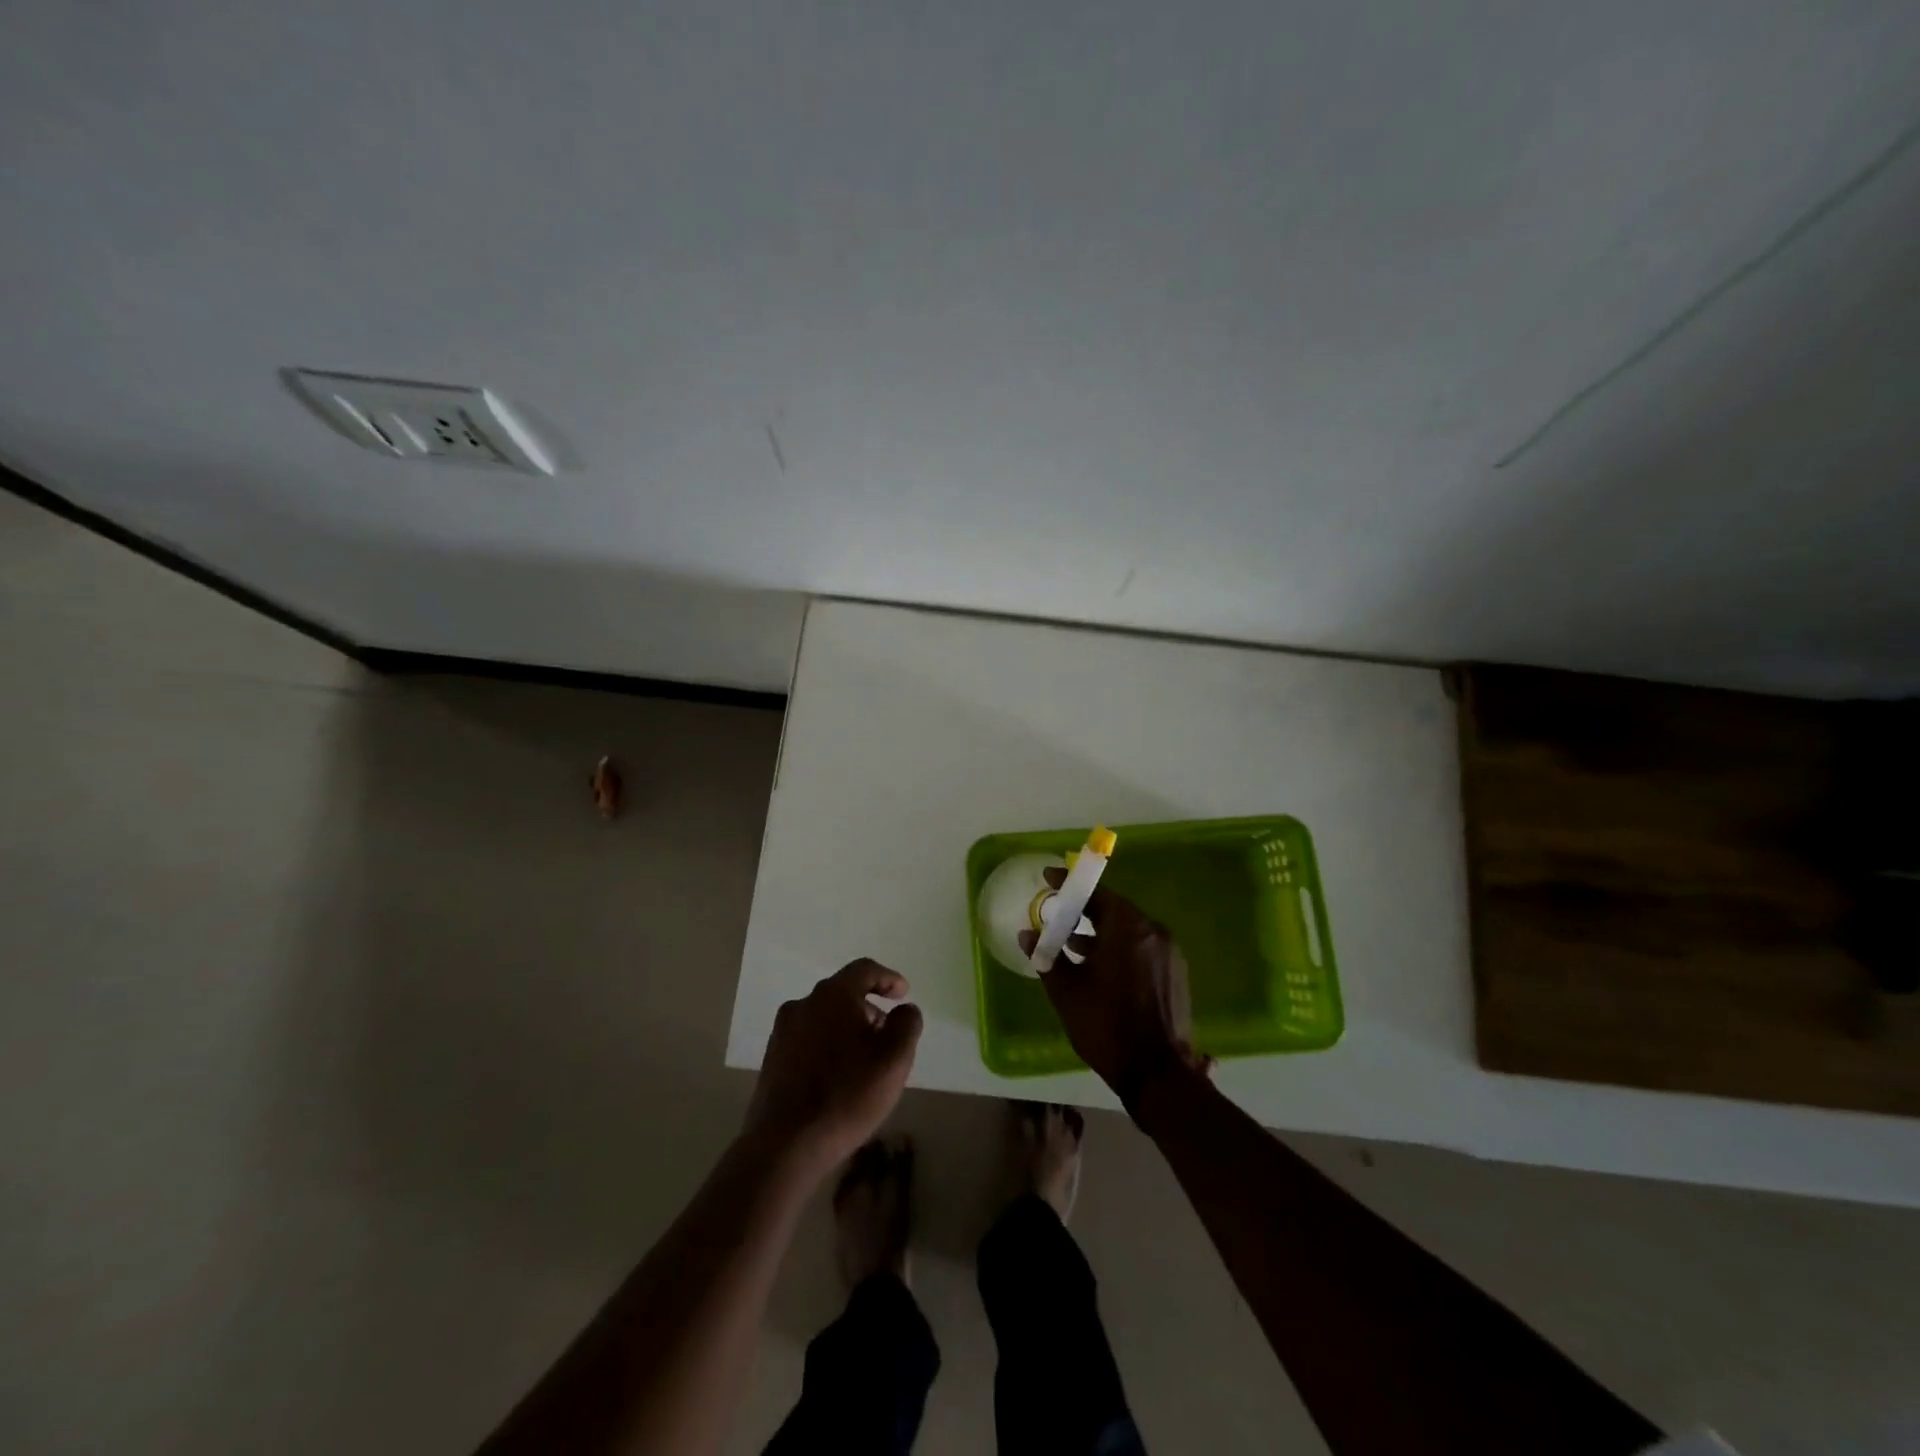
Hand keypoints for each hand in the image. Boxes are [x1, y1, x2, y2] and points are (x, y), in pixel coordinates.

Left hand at [744, 960, 923, 1174]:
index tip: (903, 994)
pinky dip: (829, 1045)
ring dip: (848, 1028)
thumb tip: (904, 1009)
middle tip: (888, 1034)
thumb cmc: (846, 1096)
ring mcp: (783, 1032)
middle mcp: (803, 1004)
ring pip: (824, 1017)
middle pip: (843, 993)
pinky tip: (839, 1076)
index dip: (888, 978)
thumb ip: (906, 1024)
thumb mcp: (894, 1060)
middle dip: (869, 1008)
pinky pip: (809, 1039)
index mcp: (832, 996)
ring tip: (866, 1059)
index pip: (864, 970)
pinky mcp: (772, 1059)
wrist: (784, 1146)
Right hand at [1021, 872, 1208, 1110]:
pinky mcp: (1176, 974)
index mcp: (1127, 928)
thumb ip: (1046, 956)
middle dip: (1084, 910)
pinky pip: (1142, 948)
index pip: (1096, 893)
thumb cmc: (1106, 1026)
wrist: (1157, 1074)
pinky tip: (1100, 968)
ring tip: (1072, 946)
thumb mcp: (1067, 991)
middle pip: (1114, 909)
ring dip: (1101, 932)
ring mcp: (1169, 953)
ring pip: (1129, 930)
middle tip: (1058, 915)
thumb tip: (1027, 934)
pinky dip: (1119, 948)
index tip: (1049, 878)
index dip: (1070, 884)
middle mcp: (1152, 932)